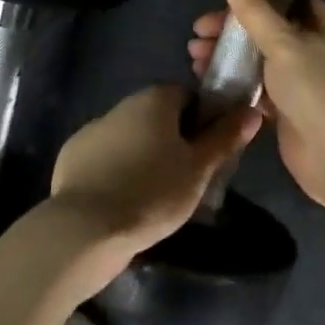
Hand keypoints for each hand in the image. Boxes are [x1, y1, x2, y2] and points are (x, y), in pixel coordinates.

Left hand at [49, 84, 261, 269]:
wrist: (85, 229)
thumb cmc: (152, 192)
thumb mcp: (199, 169)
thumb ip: (225, 137)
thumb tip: (252, 110)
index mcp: (155, 98)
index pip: (188, 96)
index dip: (202, 121)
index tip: (207, 152)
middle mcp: (122, 104)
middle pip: (158, 115)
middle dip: (172, 139)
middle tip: (185, 177)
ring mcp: (92, 129)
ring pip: (130, 136)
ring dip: (143, 154)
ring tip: (153, 195)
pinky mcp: (71, 156)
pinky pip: (104, 157)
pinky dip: (115, 171)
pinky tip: (122, 200)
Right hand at [188, 0, 324, 211]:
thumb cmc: (320, 89)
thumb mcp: (284, 41)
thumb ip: (255, 7)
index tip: (217, 2)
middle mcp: (321, 47)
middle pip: (270, 29)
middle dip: (233, 31)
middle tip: (197, 36)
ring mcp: (308, 81)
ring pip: (263, 60)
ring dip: (231, 58)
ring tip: (195, 60)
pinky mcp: (294, 111)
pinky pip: (262, 90)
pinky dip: (239, 85)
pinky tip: (209, 84)